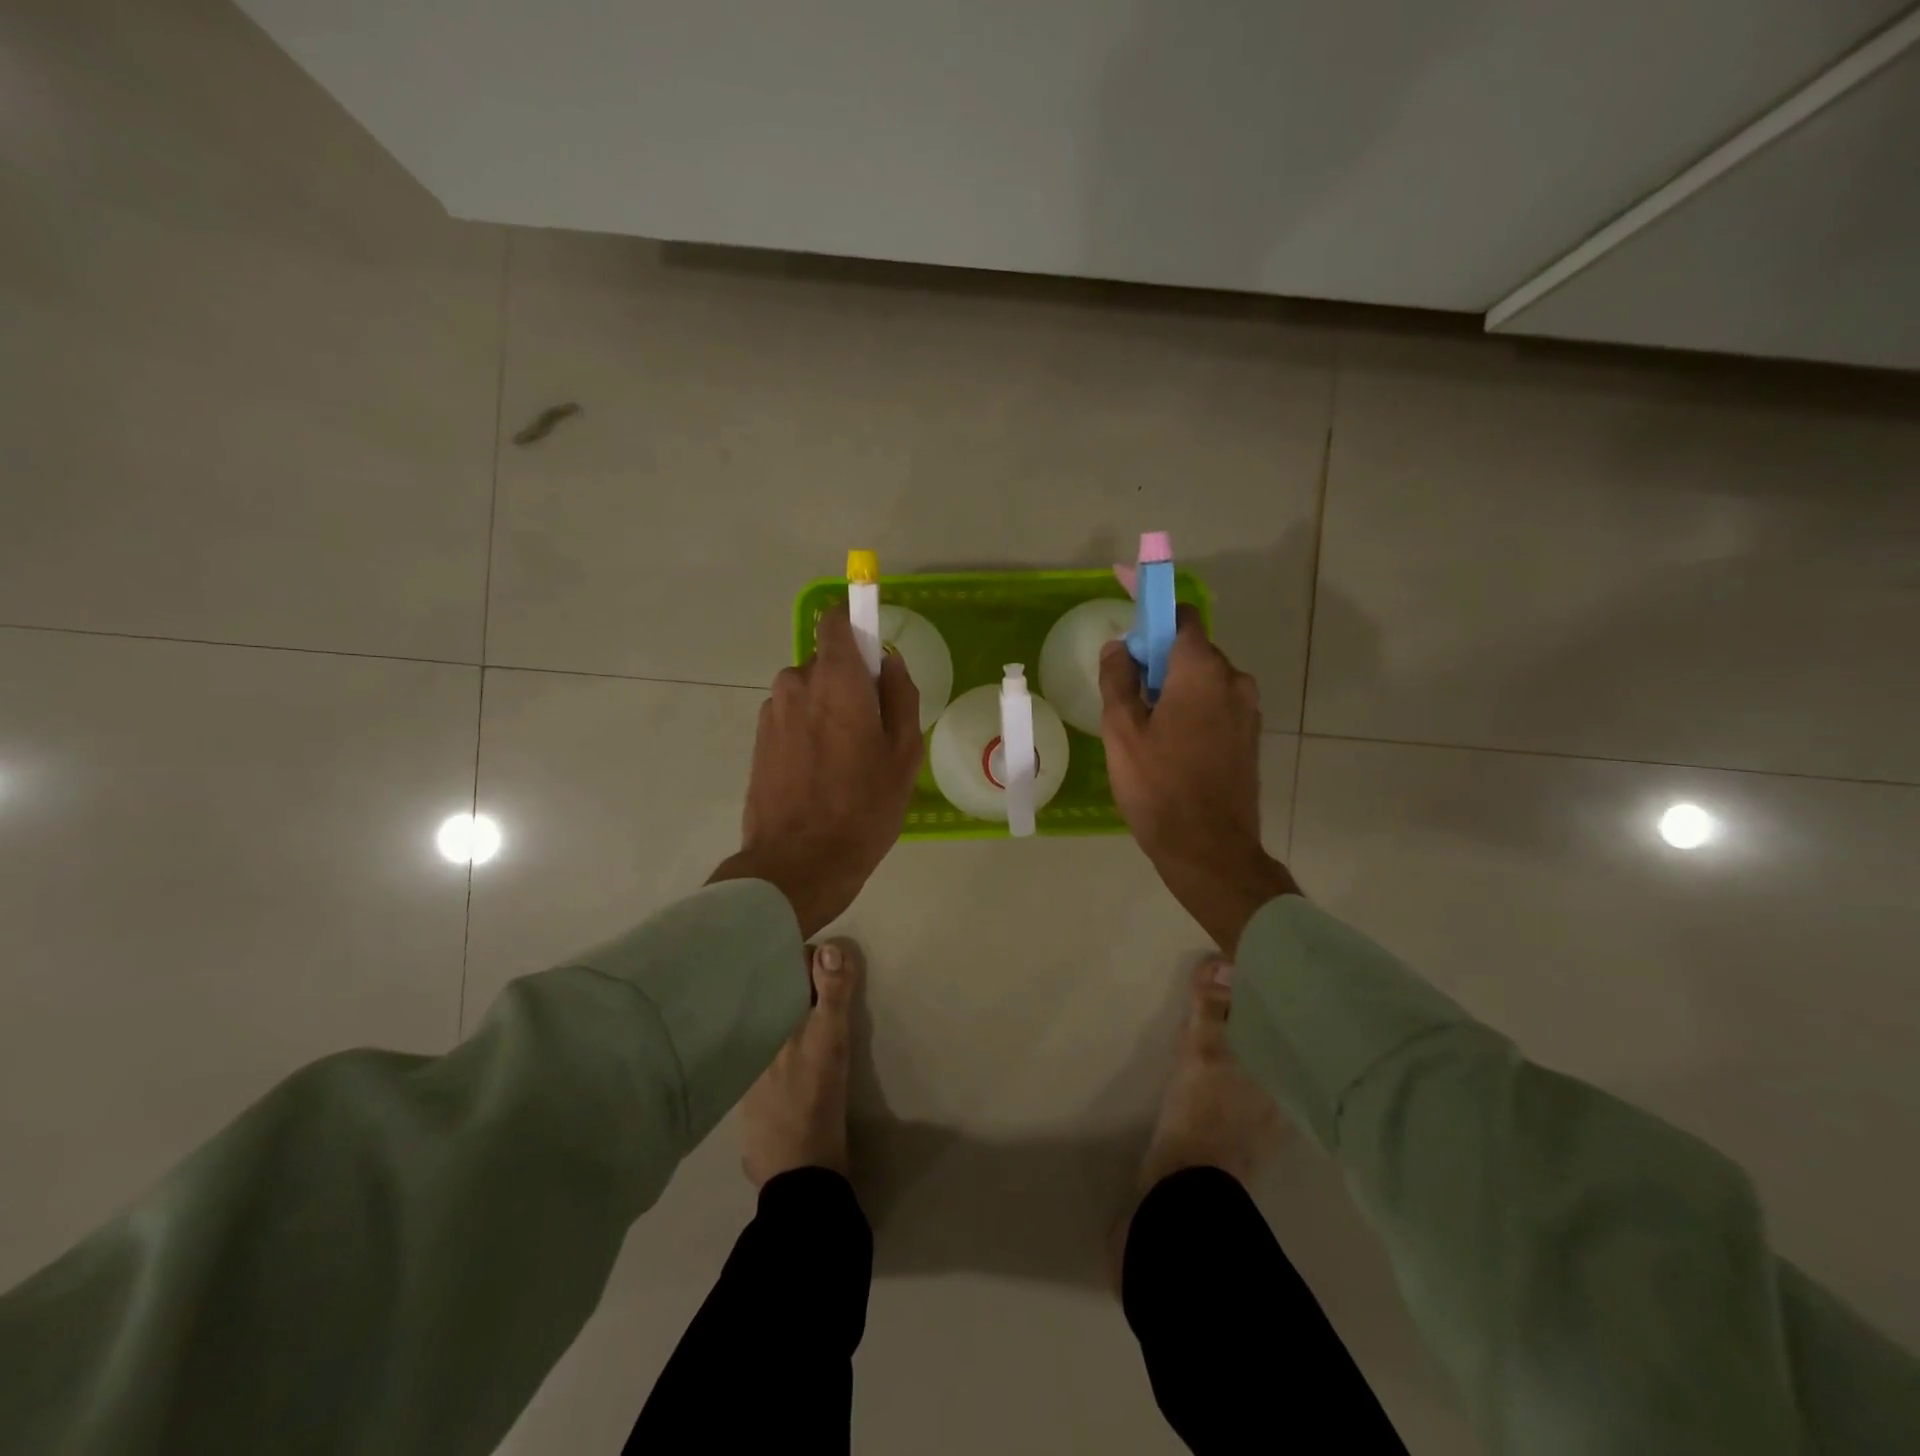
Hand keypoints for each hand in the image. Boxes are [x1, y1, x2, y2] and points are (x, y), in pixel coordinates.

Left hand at [710, 603, 923, 937]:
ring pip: (808, 692)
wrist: (798, 863)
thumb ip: (901, 695)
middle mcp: (796, 683)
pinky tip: (820, 773)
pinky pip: (792, 717)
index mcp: (837, 679)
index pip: (836, 620)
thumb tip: (888, 662)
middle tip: (870, 730)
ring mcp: (772, 711)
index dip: (855, 623)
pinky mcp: (758, 739)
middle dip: (849, 683)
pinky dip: (807, 731)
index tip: (872, 651)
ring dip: (827, 710)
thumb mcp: (904, 753)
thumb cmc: (863, 807)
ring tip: (844, 760)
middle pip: (827, 662)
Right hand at [1100, 608, 1298, 953]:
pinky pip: (1214, 703)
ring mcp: (1247, 709)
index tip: (1125, 592)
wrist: (1210, 850)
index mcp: (1201, 670)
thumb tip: (1121, 647)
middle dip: (1155, 654)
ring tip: (1141, 724)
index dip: (1150, 600)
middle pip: (1189, 647)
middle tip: (1122, 687)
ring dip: (1172, 683)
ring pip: (1202, 677)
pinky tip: (1166, 741)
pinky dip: (1189, 705)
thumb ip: (1118, 679)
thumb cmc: (1159, 787)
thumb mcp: (1123, 731)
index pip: (1179, 614)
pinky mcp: (1249, 736)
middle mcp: (1233, 680)